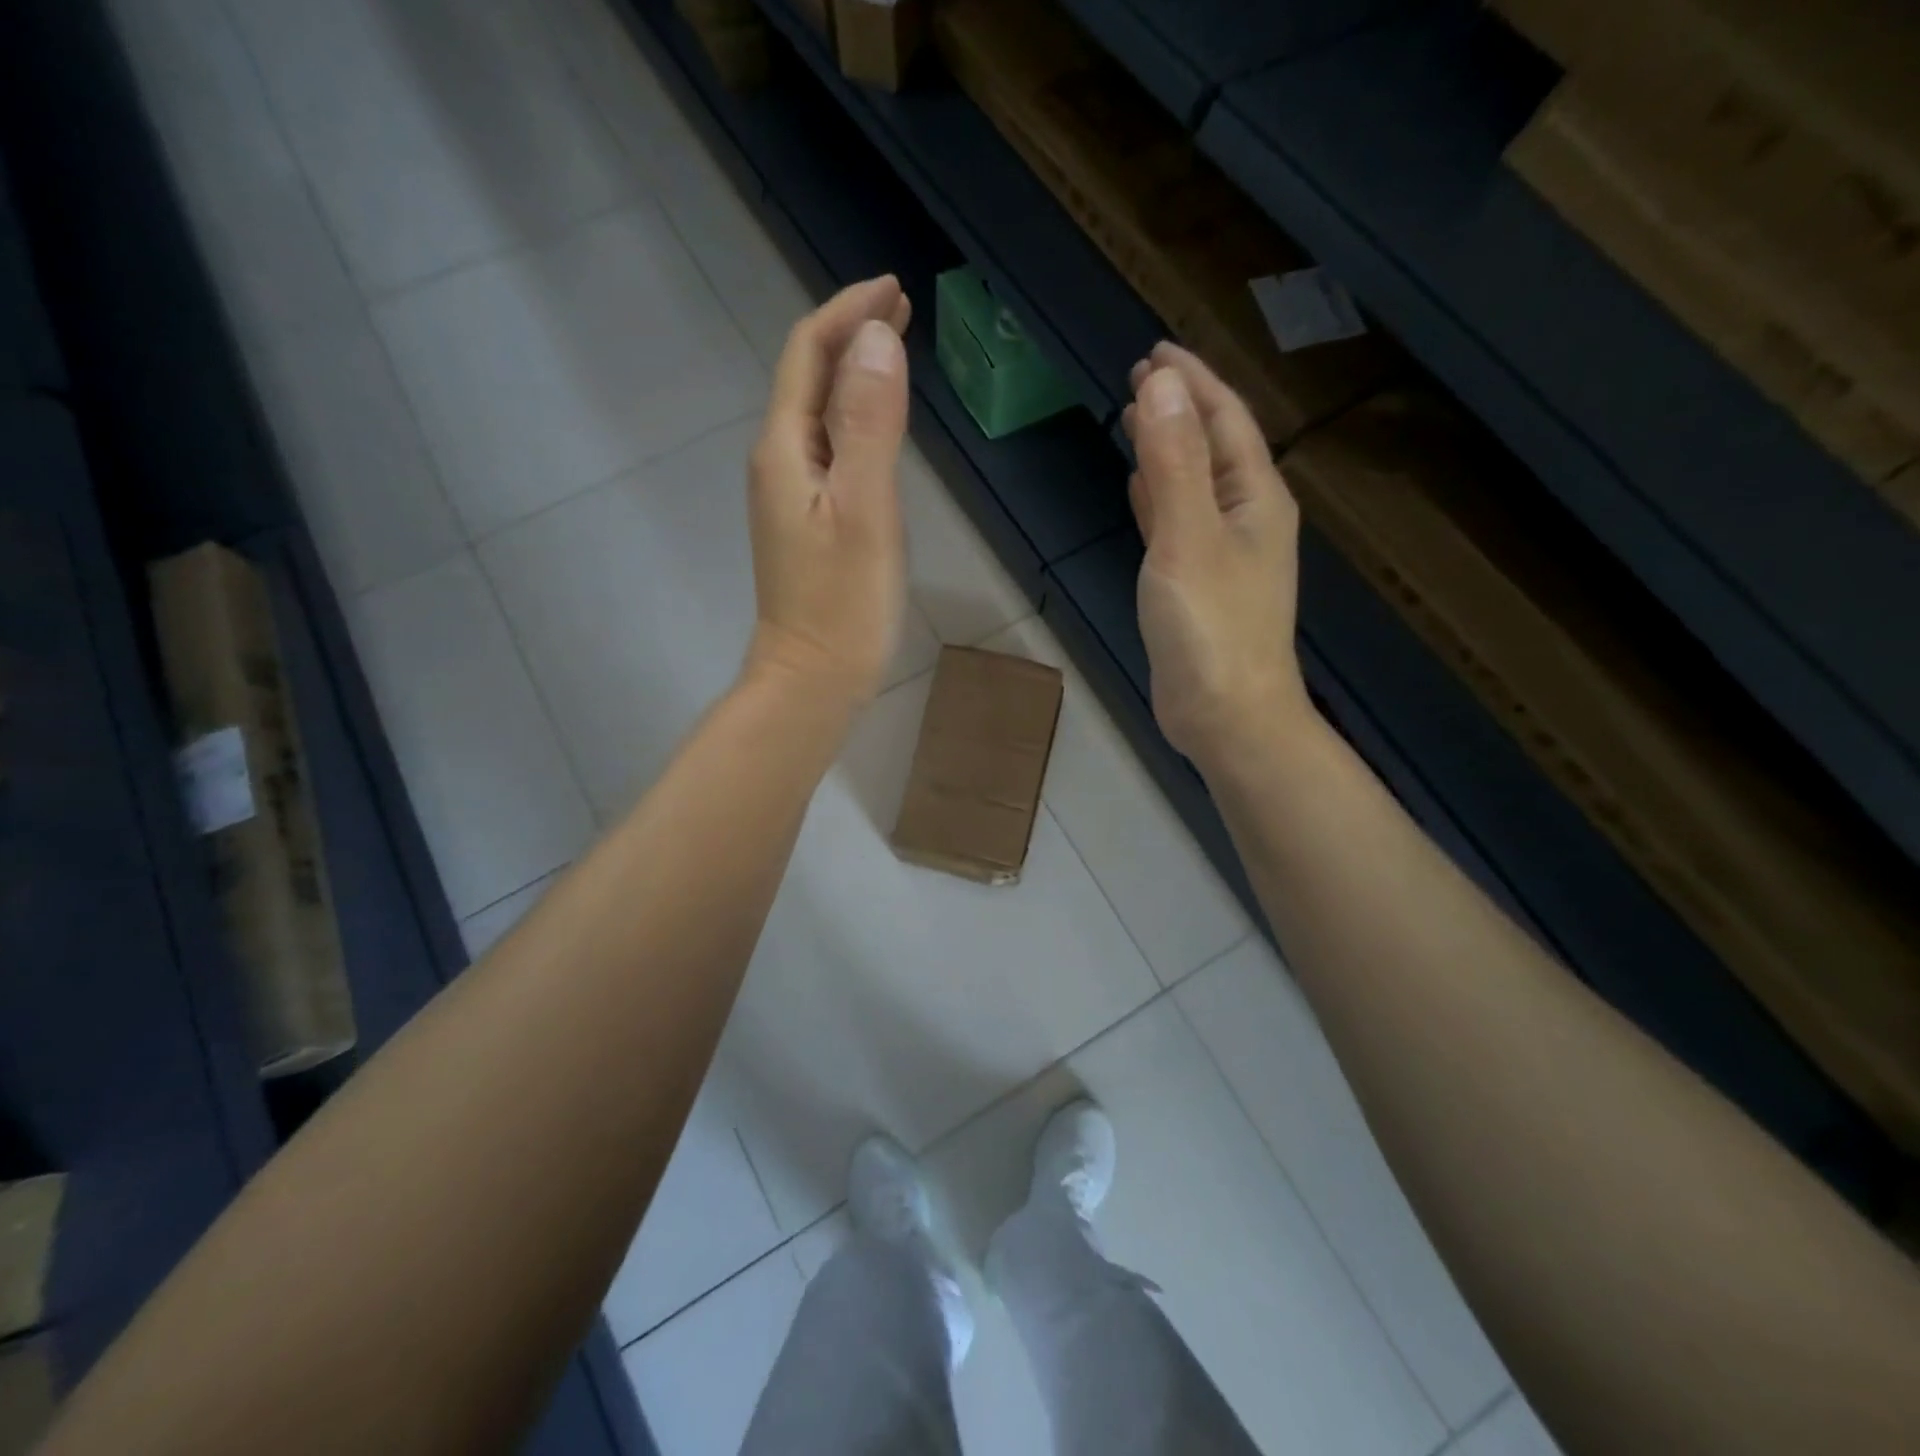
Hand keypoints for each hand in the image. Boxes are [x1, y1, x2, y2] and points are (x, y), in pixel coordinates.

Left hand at [745, 276, 912, 707]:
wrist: (812, 680)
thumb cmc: (842, 603)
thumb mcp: (864, 510)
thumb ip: (869, 425)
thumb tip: (876, 340)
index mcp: (784, 449)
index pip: (807, 355)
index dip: (846, 313)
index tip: (894, 288)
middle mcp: (777, 462)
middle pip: (807, 379)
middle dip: (850, 335)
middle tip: (901, 310)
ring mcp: (788, 496)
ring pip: (817, 414)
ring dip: (852, 376)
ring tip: (894, 353)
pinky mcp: (805, 523)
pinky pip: (827, 450)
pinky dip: (854, 420)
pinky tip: (877, 426)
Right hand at [1123, 342, 1313, 770]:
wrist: (1226, 715)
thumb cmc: (1211, 627)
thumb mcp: (1188, 538)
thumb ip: (1174, 464)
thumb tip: (1162, 386)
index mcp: (1255, 498)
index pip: (1226, 420)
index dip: (1193, 381)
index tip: (1155, 352)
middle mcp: (1244, 518)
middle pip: (1212, 447)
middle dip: (1180, 408)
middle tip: (1140, 378)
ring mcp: (1221, 554)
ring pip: (1192, 484)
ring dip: (1167, 450)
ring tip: (1135, 420)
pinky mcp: (1196, 586)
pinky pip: (1176, 523)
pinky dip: (1158, 498)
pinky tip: (1139, 488)